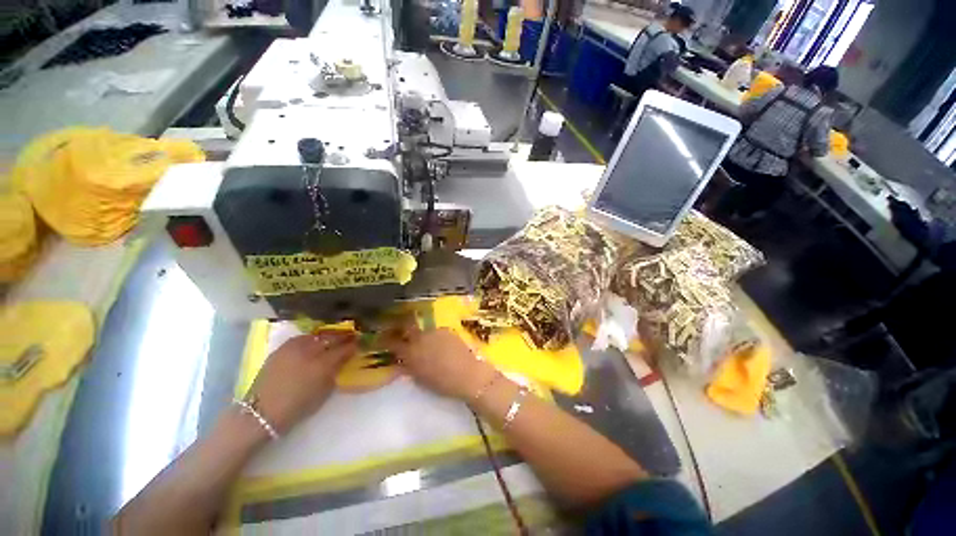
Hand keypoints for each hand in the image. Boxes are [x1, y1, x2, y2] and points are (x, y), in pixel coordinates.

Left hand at [246, 331, 357, 433]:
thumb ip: (335, 372)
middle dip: (342, 337)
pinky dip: (310, 339)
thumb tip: (343, 359)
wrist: (261, 413)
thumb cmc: (297, 407)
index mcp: (323, 365)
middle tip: (349, 336)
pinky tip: (312, 343)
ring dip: (326, 336)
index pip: (344, 349)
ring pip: (316, 335)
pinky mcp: (281, 349)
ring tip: (331, 339)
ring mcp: (294, 348)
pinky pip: (301, 339)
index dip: (353, 345)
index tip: (359, 343)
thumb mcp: (324, 392)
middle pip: (331, 338)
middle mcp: (310, 352)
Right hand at [382, 322, 494, 400]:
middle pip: (406, 325)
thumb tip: (403, 360)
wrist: (468, 375)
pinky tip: (439, 343)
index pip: (391, 342)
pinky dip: (434, 336)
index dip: (385, 339)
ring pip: (422, 328)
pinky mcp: (446, 329)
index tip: (381, 337)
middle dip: (401, 325)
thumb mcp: (420, 378)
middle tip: (400, 329)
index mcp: (410, 353)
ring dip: (420, 332)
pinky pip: (436, 331)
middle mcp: (420, 337)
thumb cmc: (442, 383)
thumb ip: (409, 366)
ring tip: (424, 340)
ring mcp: (434, 331)